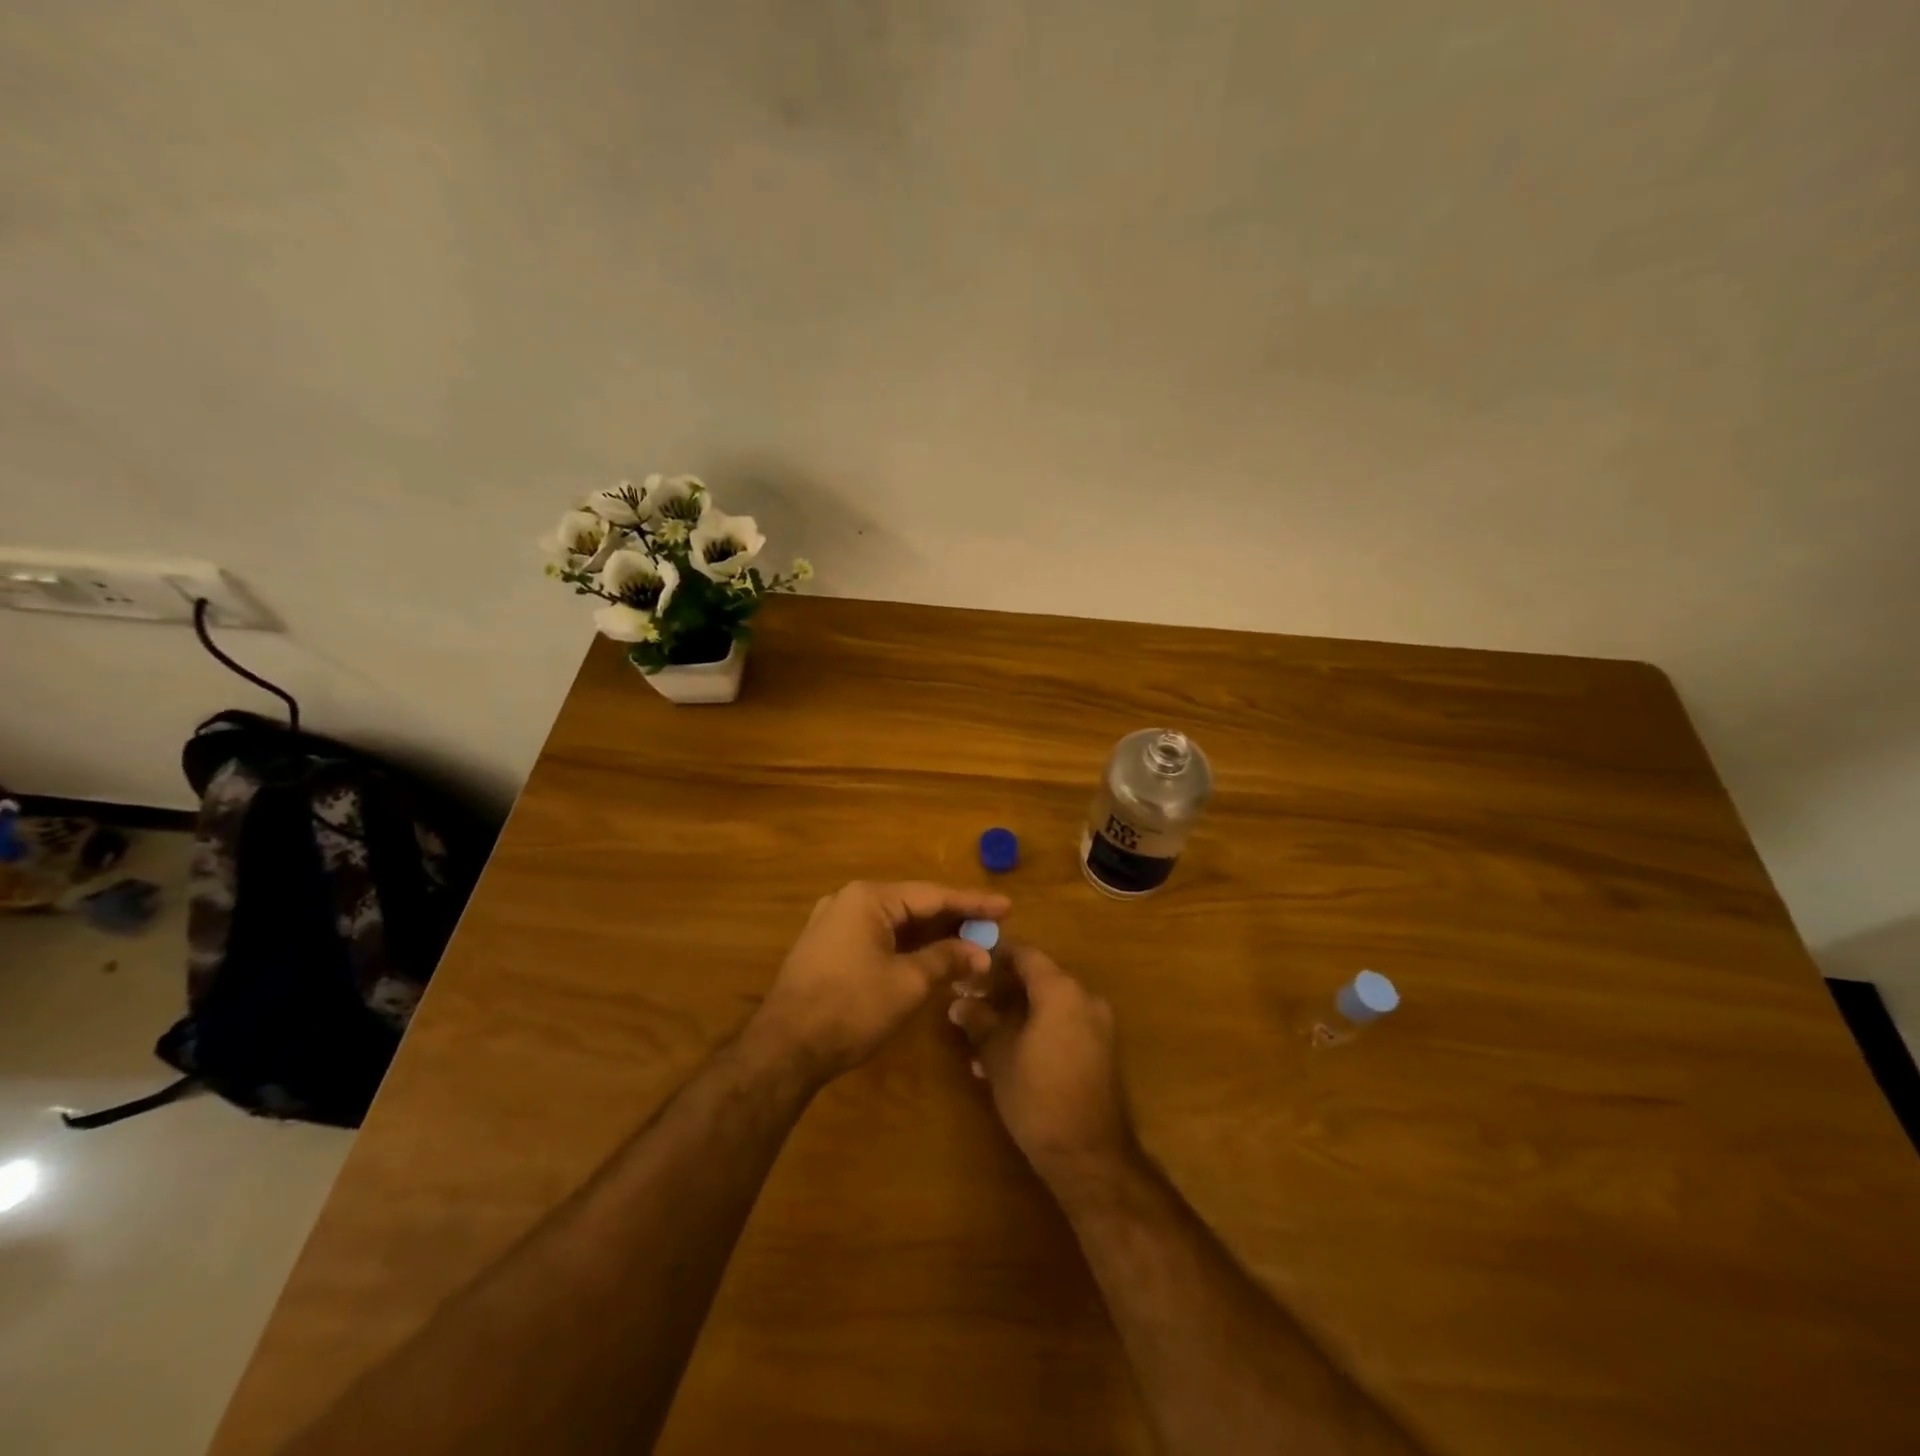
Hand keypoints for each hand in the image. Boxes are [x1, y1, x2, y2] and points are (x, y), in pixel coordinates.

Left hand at [750, 880, 1009, 1081]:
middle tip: (992, 928)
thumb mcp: (907, 983)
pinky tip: (930, 957)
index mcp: (869, 898)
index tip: (1007, 906)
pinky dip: (906, 946)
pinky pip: (877, 937)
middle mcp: (849, 900)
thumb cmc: (850, 1008)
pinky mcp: (827, 947)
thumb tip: (981, 953)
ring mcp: (834, 923)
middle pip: (913, 905)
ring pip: (895, 923)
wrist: (784, 1048)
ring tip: (969, 943)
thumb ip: (946, 960)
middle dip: (953, 920)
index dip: (973, 903)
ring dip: (931, 936)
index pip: (933, 895)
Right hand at [948, 945, 1136, 1186]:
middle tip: (969, 1002)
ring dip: (1017, 1016)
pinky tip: (1008, 1060)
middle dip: (1002, 990)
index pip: (1026, 954)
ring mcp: (1098, 1026)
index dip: (995, 955)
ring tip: (981, 1041)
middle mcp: (1085, 998)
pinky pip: (1064, 1027)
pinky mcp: (1102, 1052)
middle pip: (1039, 979)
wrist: (1090, 1156)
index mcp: (1061, 990)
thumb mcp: (999, 1056)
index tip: (969, 964)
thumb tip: (959, 1003)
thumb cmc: (1038, 1096)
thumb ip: (980, 1022)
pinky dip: (1037, 1032)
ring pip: (1049, 1006)